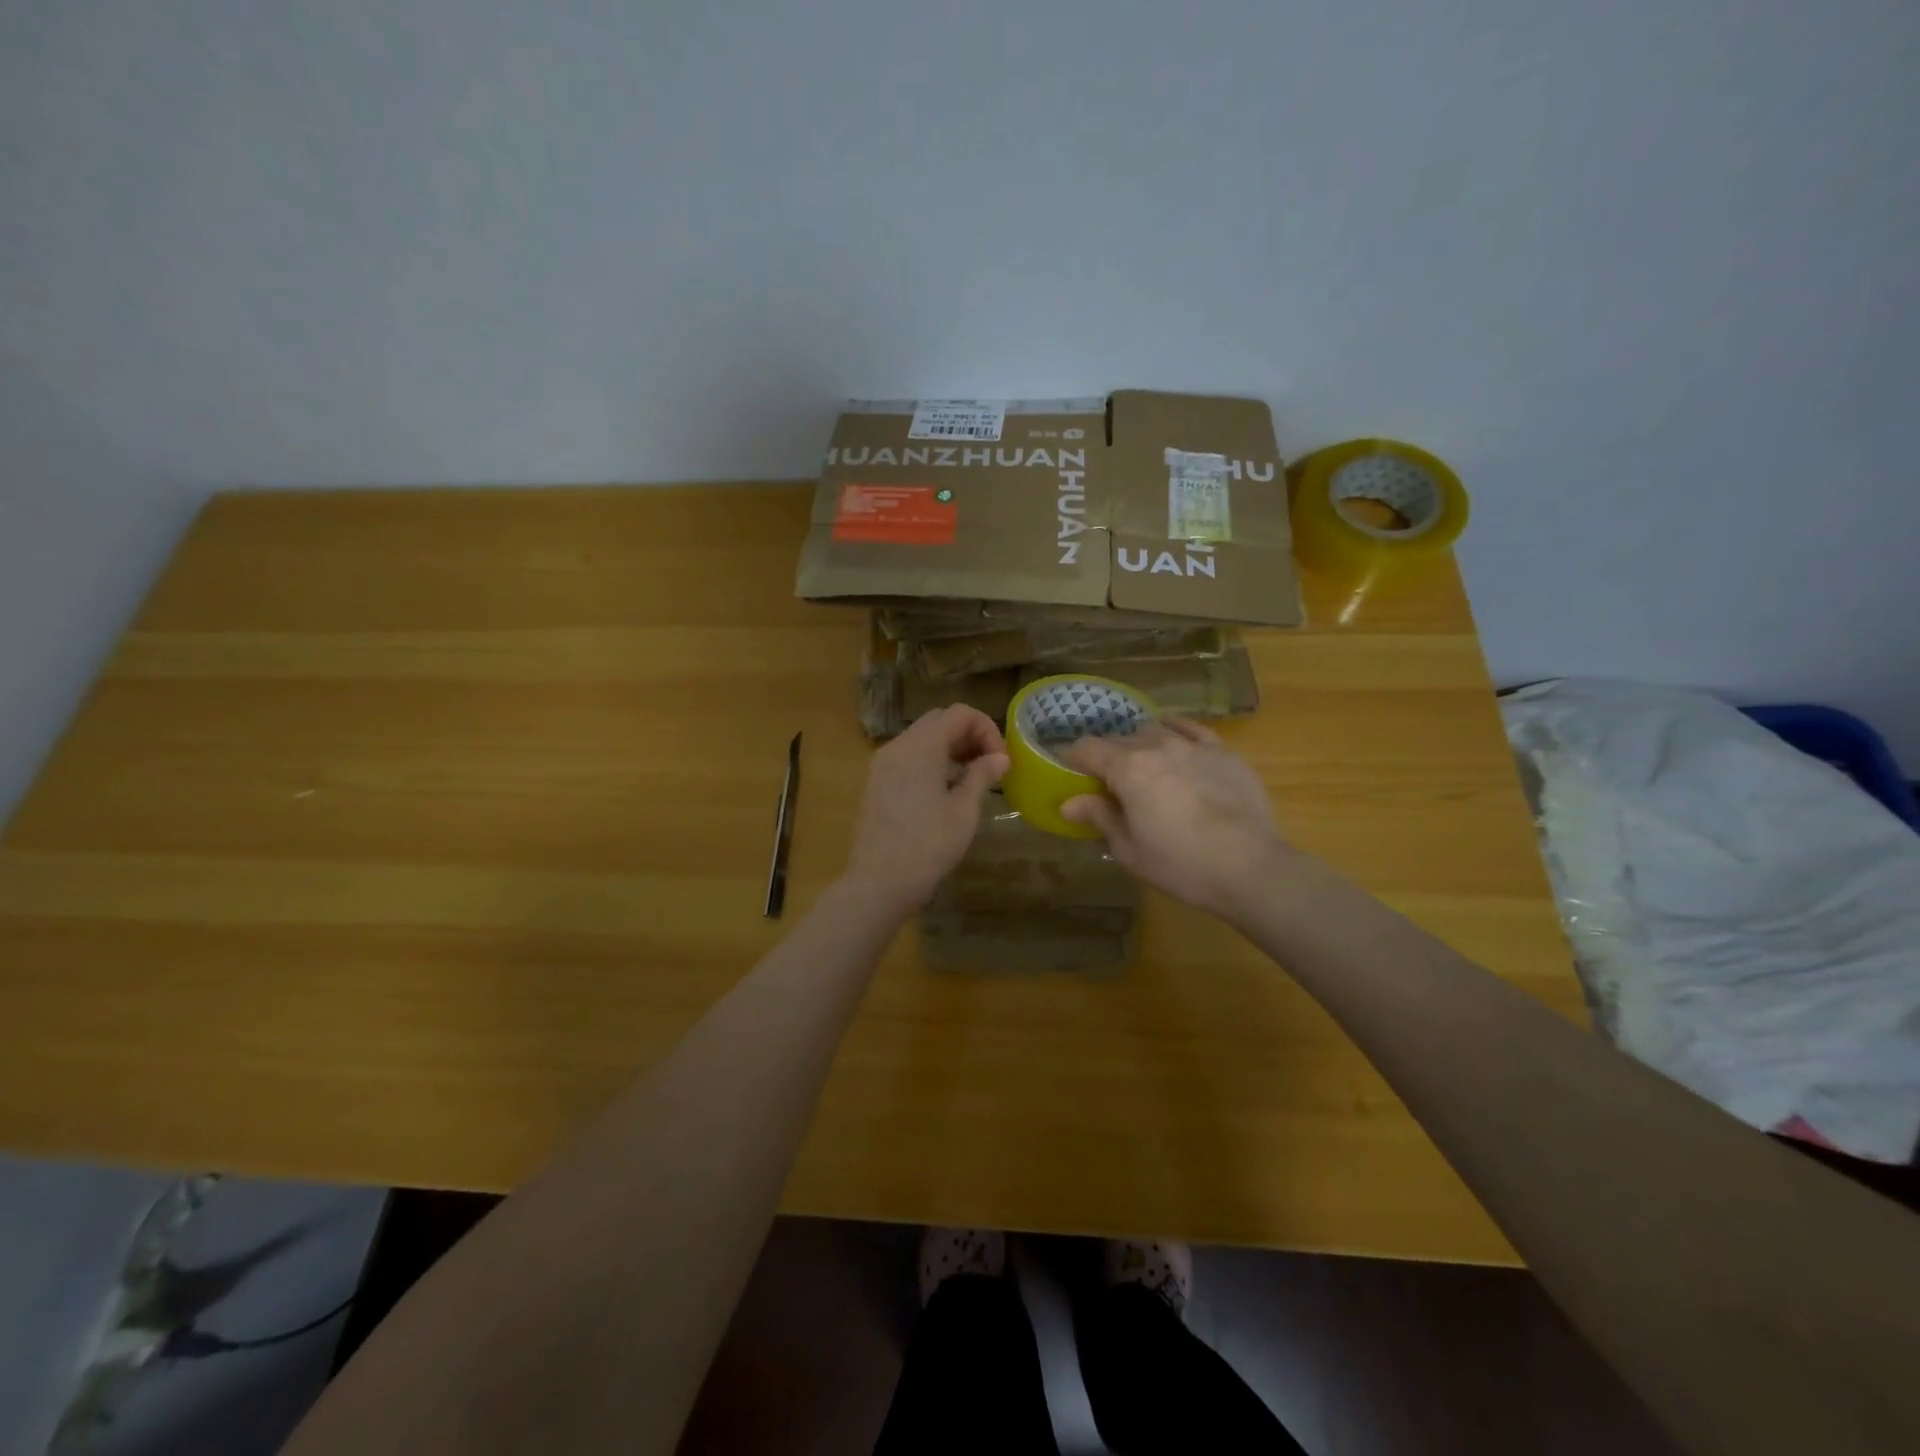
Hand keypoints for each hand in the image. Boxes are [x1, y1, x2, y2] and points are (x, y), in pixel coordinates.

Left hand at [843, 706, 1009, 912]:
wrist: (878, 882)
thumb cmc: (928, 846)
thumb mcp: (964, 811)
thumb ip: (982, 776)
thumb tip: (1000, 757)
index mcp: (921, 746)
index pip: (960, 713)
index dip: (987, 729)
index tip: (1001, 760)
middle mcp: (898, 746)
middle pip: (939, 721)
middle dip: (969, 735)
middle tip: (990, 765)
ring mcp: (882, 764)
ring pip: (922, 738)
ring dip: (950, 748)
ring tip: (973, 778)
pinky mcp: (876, 782)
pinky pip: (908, 757)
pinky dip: (931, 761)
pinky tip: (946, 789)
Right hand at [1059, 717, 1291, 920]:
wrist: (1250, 868)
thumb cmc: (1181, 864)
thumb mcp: (1129, 850)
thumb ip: (1099, 817)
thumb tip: (1068, 803)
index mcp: (1127, 768)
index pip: (1086, 748)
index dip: (1072, 759)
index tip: (1071, 776)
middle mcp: (1157, 746)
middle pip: (1119, 739)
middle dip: (1107, 757)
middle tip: (1109, 785)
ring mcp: (1194, 745)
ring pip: (1154, 731)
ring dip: (1140, 745)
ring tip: (1144, 767)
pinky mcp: (1224, 753)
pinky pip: (1191, 729)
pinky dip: (1175, 732)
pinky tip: (1175, 743)